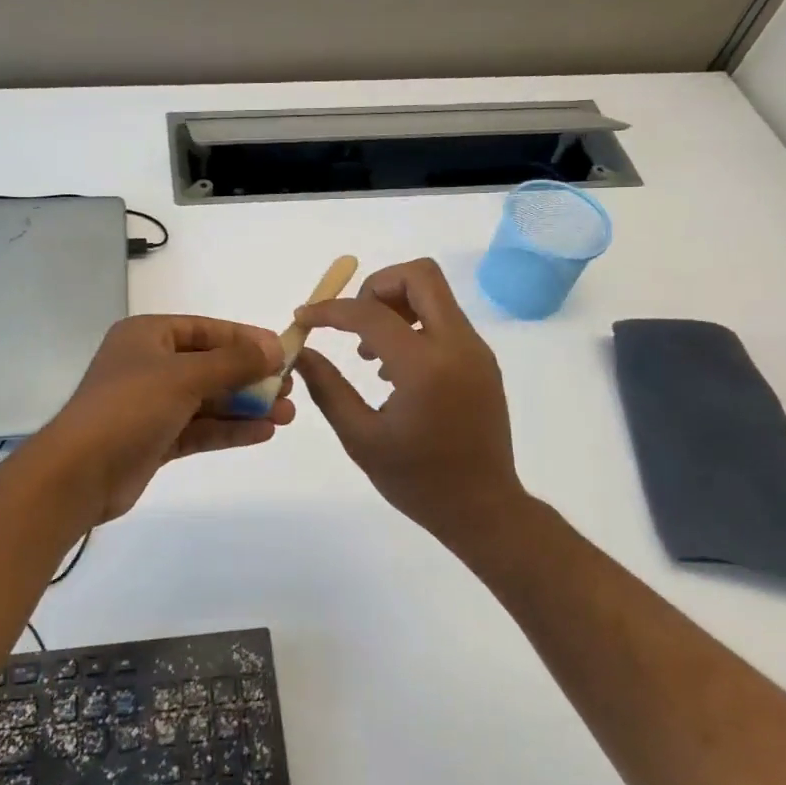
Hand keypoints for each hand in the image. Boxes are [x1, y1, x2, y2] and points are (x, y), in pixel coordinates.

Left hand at [43, 315, 294, 523]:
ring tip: (287, 415)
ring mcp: (151, 404)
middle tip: (290, 390)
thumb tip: (274, 346)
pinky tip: (263, 433)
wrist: (78, 474)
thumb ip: (233, 361)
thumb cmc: (129, 408)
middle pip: (210, 365)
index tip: (282, 351)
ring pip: (207, 399)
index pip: (205, 329)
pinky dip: (229, 429)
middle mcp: (149, 365)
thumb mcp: (184, 377)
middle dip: (250, 378)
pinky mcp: (155, 439)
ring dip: (246, 406)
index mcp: (147, 336)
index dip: (245, 339)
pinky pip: (199, 428)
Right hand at [294, 258, 522, 540]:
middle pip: (419, 275)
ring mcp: (475, 350)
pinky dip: (412, 323)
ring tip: (368, 353)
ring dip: (395, 304)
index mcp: (425, 368)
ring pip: (434, 292)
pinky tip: (392, 368)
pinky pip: (443, 318)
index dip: (329, 310)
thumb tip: (300, 352)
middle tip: (351, 323)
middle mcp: (457, 346)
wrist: (485, 510)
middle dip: (375, 287)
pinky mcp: (481, 360)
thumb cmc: (418, 481)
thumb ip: (328, 388)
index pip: (370, 313)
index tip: (304, 318)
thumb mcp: (361, 438)